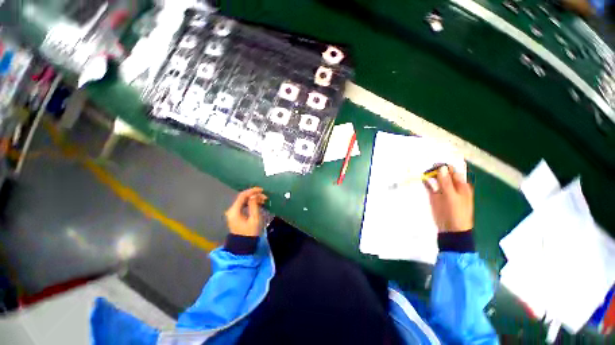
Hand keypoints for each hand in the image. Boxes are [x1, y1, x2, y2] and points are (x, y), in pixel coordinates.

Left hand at [225, 187, 267, 236]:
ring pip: (243, 201)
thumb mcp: (254, 219)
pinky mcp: (236, 216)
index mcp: (234, 211)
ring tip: (263, 200)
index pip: (242, 196)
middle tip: (264, 196)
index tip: (262, 190)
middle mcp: (231, 210)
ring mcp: (233, 213)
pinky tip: (258, 204)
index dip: (252, 191)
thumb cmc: (250, 233)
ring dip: (253, 199)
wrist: (243, 246)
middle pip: (242, 198)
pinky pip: (243, 206)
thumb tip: (255, 195)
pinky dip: (250, 203)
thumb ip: (254, 205)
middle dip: (254, 195)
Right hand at [423, 165, 473, 232]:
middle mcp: (452, 185)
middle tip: (426, 164)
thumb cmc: (456, 212)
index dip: (445, 165)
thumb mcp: (452, 196)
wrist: (451, 229)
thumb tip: (442, 167)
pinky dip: (426, 182)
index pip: (453, 170)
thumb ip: (446, 182)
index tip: (434, 162)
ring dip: (430, 174)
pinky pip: (430, 186)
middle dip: (436, 169)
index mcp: (461, 185)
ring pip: (436, 179)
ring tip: (423, 170)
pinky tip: (421, 178)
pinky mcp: (434, 195)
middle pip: (444, 173)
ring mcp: (443, 190)